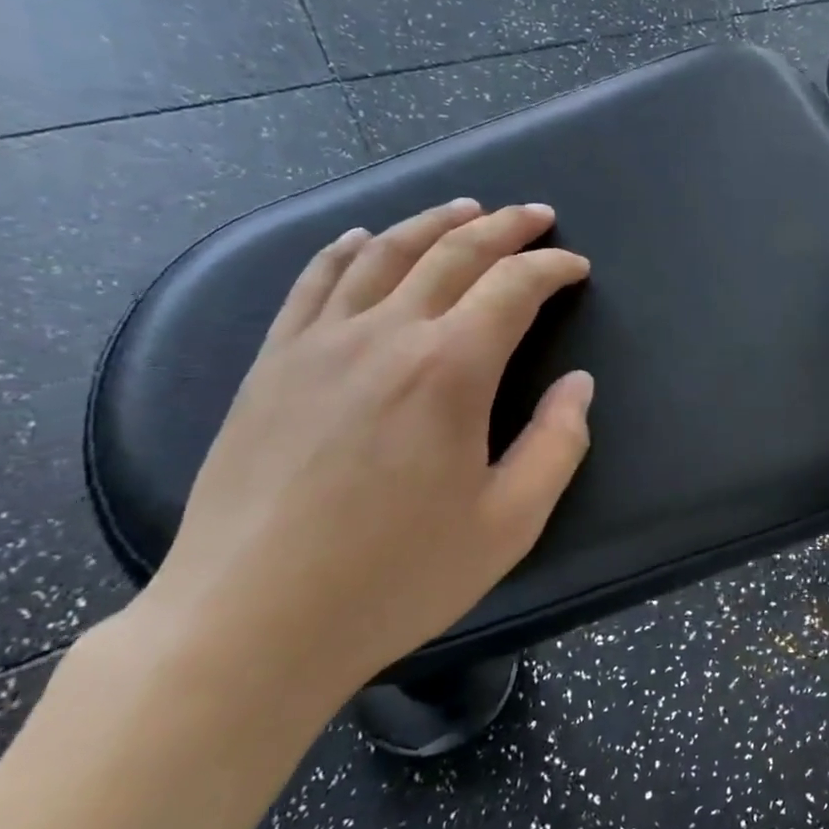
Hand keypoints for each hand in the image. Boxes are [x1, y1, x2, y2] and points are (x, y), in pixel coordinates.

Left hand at [141, 199, 593, 706]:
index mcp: (451, 370)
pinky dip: (348, 248)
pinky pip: (314, 281)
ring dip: (433, 223)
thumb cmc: (395, 578)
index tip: (577, 267)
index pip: (513, 287)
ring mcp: (319, 342)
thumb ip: (557, 445)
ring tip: (466, 208)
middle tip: (536, 215)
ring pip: (384, 253)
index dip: (552, 269)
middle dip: (504, 226)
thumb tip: (579, 385)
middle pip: (453, 252)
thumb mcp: (508, 525)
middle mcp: (386, 334)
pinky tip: (363, 239)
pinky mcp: (273, 363)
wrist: (249, 620)